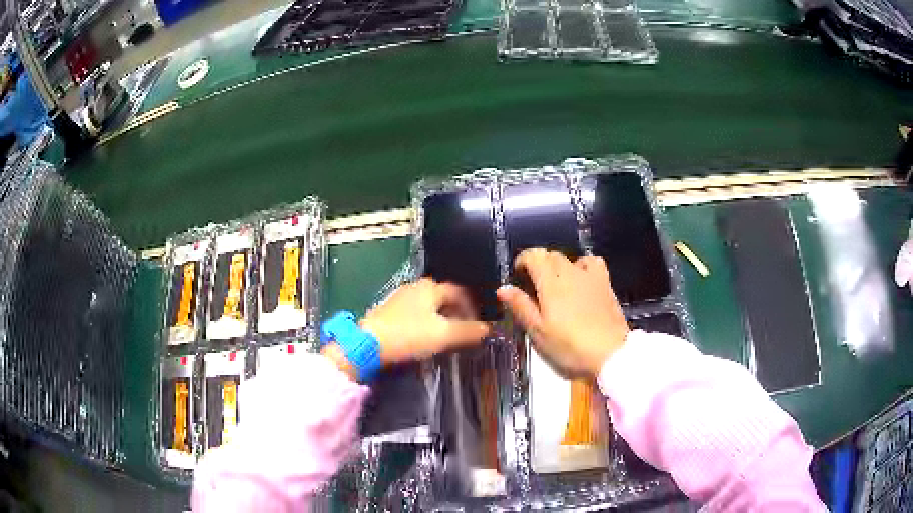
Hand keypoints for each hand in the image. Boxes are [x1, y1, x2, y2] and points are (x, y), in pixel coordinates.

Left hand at [360, 278, 490, 364]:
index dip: (472, 307)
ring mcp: (400, 298)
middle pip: (443, 298)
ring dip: (441, 320)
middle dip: (457, 313)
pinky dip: (425, 324)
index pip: (460, 291)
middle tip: (464, 332)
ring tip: (447, 338)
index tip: (478, 325)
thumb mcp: (444, 334)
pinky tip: (424, 338)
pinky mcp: (388, 312)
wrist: (368, 343)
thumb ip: (469, 330)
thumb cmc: (410, 334)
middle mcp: (415, 287)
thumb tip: (488, 328)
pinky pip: (415, 314)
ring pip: (428, 306)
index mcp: (431, 287)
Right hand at [497, 249, 628, 377]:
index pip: (534, 255)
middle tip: (534, 286)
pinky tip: (582, 281)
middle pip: (551, 256)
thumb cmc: (569, 345)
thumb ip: (521, 306)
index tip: (518, 274)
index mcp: (550, 281)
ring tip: (558, 284)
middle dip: (540, 264)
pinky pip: (592, 263)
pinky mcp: (605, 283)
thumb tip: (503, 288)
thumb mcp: (538, 331)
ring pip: (571, 258)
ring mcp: (590, 276)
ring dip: (560, 266)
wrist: (610, 352)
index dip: (523, 260)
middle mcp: (570, 271)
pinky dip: (582, 266)